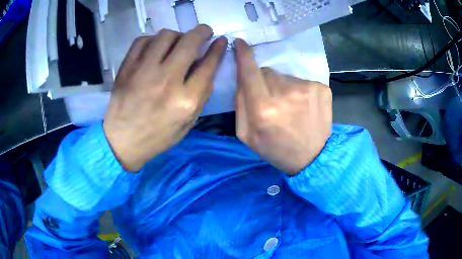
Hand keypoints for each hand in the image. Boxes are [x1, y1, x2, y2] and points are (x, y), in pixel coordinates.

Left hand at [104, 25, 227, 171]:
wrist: (123, 141)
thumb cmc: (158, 136)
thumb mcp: (188, 123)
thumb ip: (201, 95)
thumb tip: (207, 65)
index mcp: (185, 101)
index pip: (208, 65)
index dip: (218, 49)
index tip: (221, 40)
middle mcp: (166, 81)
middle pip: (189, 42)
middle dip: (202, 31)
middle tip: (204, 32)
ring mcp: (143, 72)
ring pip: (166, 35)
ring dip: (177, 35)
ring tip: (177, 43)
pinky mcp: (127, 68)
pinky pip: (143, 40)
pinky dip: (153, 40)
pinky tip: (155, 48)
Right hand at [235, 39, 332, 175]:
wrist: (312, 158)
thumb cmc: (275, 149)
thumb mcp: (246, 135)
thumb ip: (239, 104)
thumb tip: (242, 79)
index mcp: (263, 108)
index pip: (250, 71)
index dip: (243, 55)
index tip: (239, 43)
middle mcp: (285, 93)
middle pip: (267, 72)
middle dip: (264, 82)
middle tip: (271, 101)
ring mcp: (307, 89)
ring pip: (285, 76)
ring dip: (283, 87)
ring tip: (290, 108)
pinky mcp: (321, 89)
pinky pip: (302, 81)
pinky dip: (299, 91)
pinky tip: (304, 107)